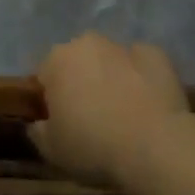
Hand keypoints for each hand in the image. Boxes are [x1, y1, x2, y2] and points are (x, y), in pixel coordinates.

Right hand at [28, 32, 191, 187]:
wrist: (154, 145)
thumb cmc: (93, 146)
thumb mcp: (52, 150)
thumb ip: (38, 131)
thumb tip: (38, 123)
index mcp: (57, 60)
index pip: (43, 75)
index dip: (49, 99)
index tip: (59, 123)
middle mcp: (88, 43)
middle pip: (77, 61)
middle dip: (80, 82)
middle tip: (90, 118)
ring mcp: (124, 46)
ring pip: (110, 60)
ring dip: (111, 77)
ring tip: (122, 113)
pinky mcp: (156, 54)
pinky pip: (142, 64)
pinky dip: (141, 78)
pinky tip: (147, 104)